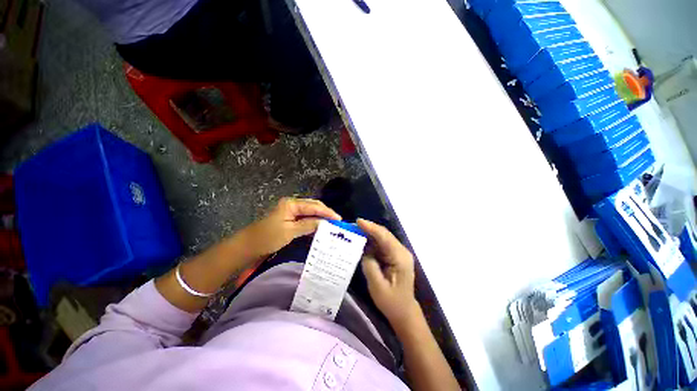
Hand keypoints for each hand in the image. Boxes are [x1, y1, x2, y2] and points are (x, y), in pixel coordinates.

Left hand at [239, 198, 340, 258]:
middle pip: (313, 206)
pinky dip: (314, 222)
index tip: (339, 219)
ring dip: (321, 218)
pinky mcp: (290, 219)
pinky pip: (305, 218)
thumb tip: (325, 223)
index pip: (314, 206)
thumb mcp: (289, 231)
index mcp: (291, 204)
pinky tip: (321, 227)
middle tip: (337, 222)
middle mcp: (292, 204)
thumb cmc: (267, 237)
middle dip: (326, 213)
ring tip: (332, 224)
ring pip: (310, 212)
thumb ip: (308, 225)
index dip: (327, 212)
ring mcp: (291, 212)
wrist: (248, 246)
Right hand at [357, 218, 419, 325]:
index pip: (384, 237)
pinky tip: (363, 240)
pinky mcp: (394, 256)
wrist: (404, 312)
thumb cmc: (391, 302)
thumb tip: (365, 250)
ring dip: (370, 233)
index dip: (371, 228)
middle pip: (384, 234)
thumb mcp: (377, 286)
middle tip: (353, 225)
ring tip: (355, 230)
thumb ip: (370, 265)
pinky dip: (372, 241)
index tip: (358, 221)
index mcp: (400, 257)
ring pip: (383, 237)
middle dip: (369, 228)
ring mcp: (399, 253)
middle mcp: (401, 251)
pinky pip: (382, 244)